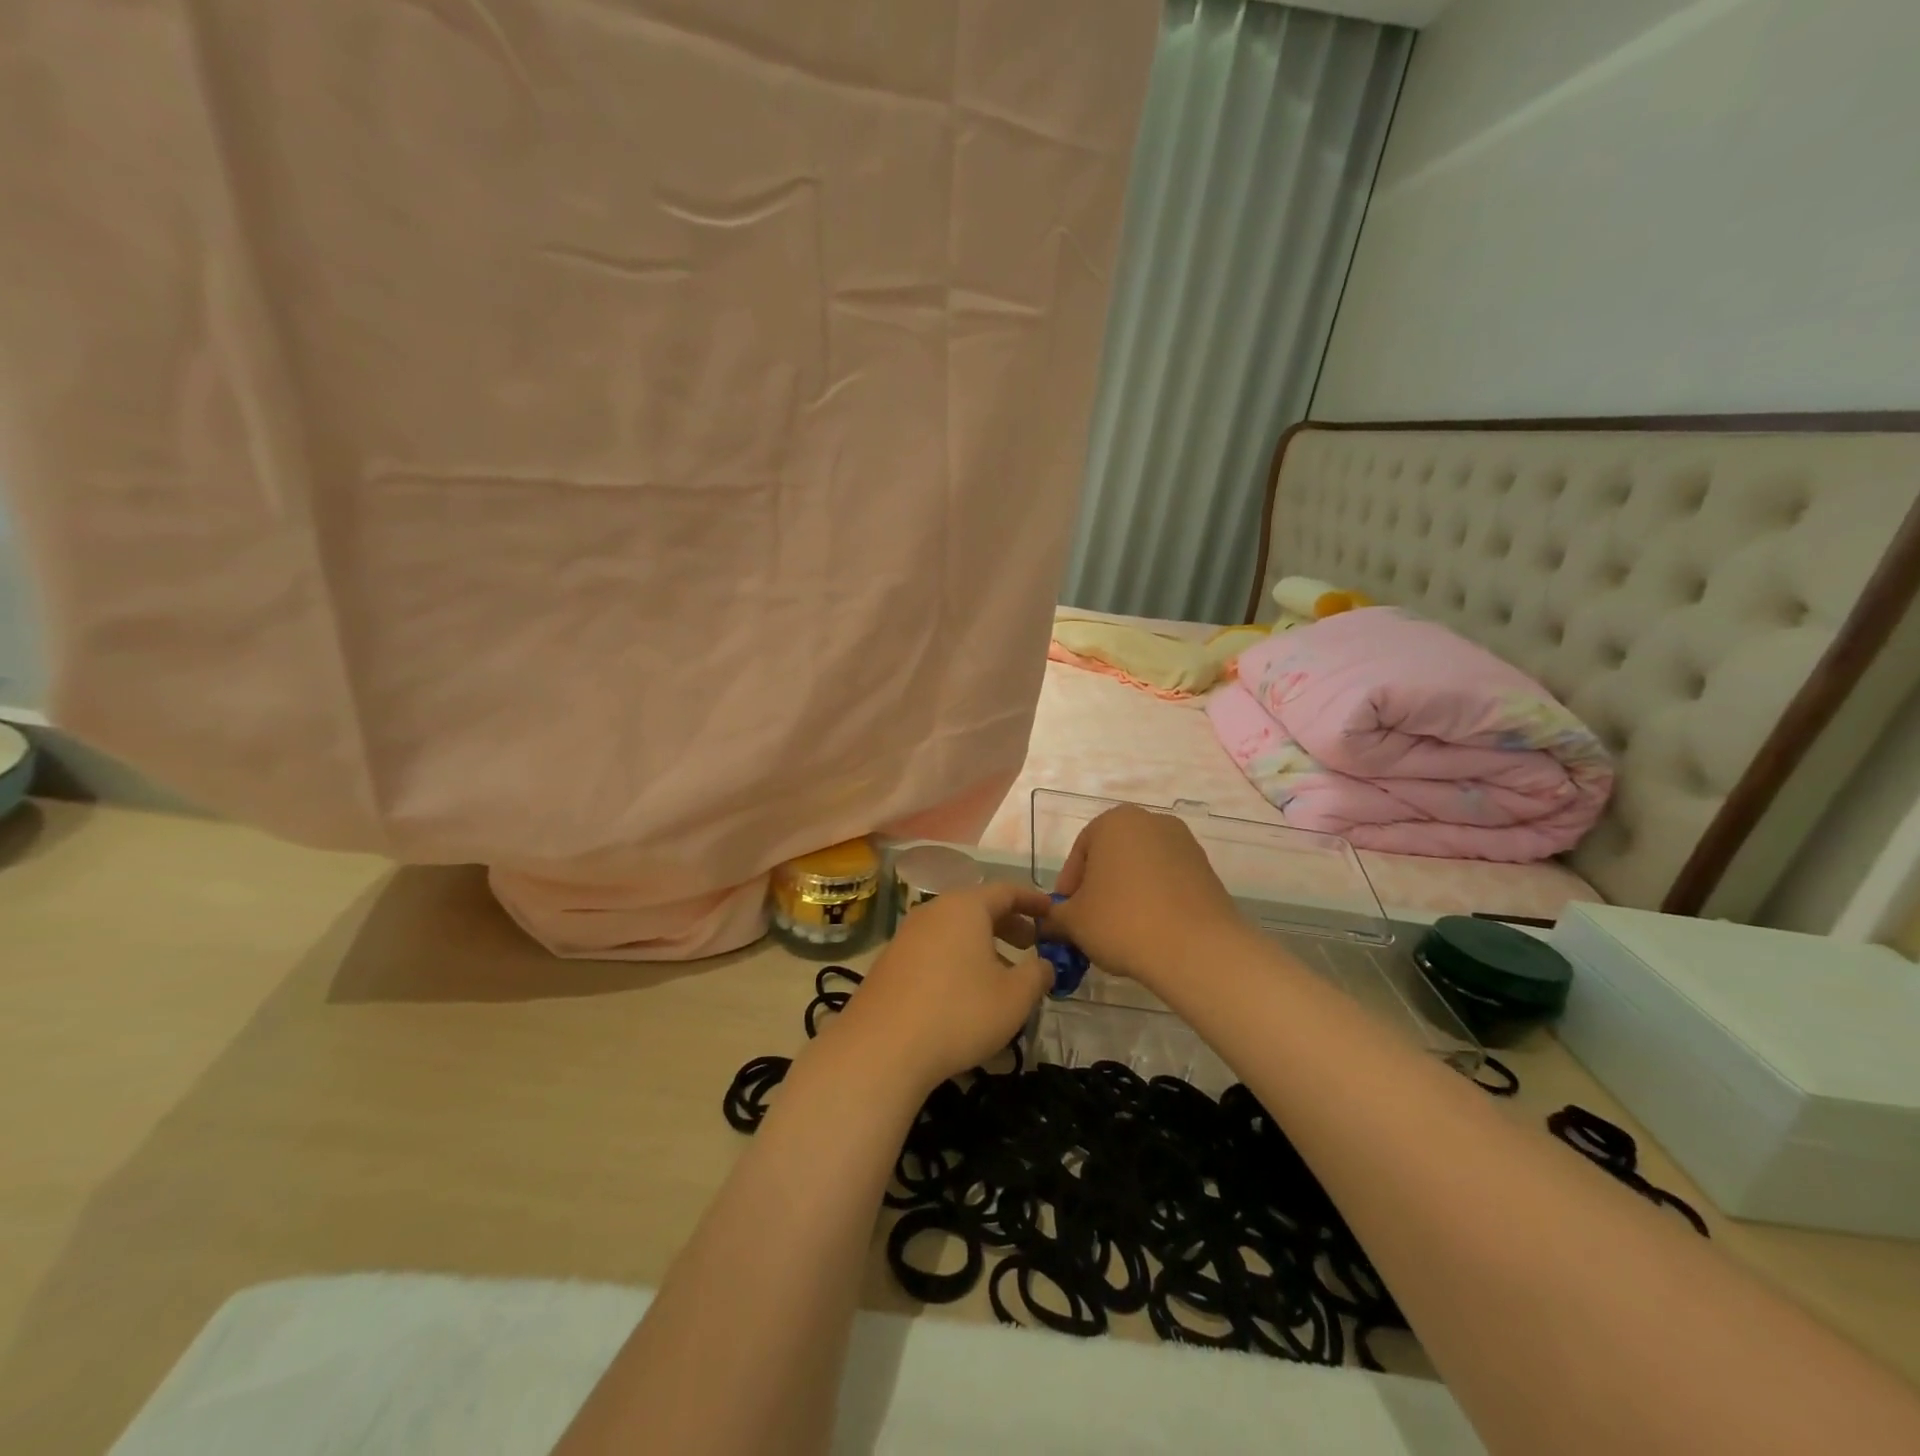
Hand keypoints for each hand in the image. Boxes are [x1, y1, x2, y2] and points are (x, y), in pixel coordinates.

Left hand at [835, 882, 1053, 1093]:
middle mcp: (934, 911)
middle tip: (1031, 944)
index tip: (1051, 911)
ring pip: (955, 930)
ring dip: (983, 944)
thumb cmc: (959, 1012)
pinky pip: (935, 948)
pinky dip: (958, 958)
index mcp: (966, 907)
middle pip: (978, 908)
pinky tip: (965, 991)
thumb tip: (1045, 965)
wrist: (882, 1047)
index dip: (1032, 900)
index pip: (1006, 890)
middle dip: (1008, 924)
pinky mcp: (891, 961)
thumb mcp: (1014, 997)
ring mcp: (907, 935)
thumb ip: (1037, 975)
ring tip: (1002, 974)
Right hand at [1041, 805, 1248, 990]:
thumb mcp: (1073, 922)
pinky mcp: (1207, 870)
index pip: (1080, 853)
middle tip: (1090, 923)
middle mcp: (1151, 821)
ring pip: (1142, 869)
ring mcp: (1184, 844)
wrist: (1196, 949)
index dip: (1068, 888)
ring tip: (1121, 931)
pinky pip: (1169, 882)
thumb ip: (1053, 917)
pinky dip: (1155, 900)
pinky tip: (1150, 931)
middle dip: (1098, 888)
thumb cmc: (1122, 922)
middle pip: (1112, 857)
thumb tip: (1045, 924)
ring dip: (1127, 894)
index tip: (1065, 916)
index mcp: (1114, 821)